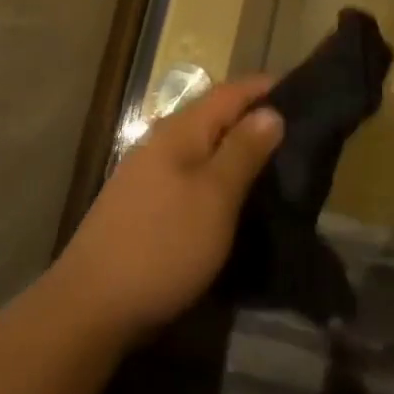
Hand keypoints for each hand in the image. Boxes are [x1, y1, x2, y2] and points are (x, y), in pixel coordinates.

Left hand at [54, 77, 283, 345]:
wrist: (91, 306)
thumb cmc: (163, 245)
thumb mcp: (215, 197)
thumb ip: (243, 151)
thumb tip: (271, 111)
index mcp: (179, 131)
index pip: (229, 92)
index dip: (264, 88)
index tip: (303, 93)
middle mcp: (160, 142)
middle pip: (213, 116)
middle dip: (253, 119)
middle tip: (296, 134)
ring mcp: (146, 174)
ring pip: (201, 147)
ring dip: (234, 149)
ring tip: (271, 165)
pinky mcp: (142, 205)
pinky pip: (189, 174)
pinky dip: (216, 176)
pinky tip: (231, 197)